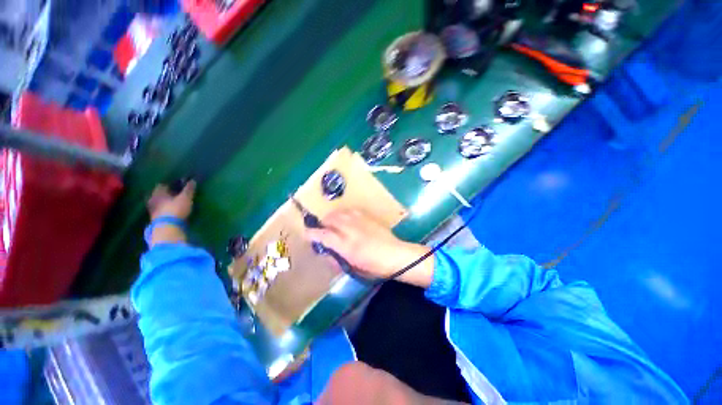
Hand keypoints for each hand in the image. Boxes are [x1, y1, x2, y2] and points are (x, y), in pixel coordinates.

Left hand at [147, 181, 195, 219]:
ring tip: (174, 203)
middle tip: (175, 194)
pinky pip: (160, 210)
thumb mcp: (185, 197)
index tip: (178, 185)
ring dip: (165, 202)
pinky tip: (171, 211)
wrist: (167, 227)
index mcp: (158, 192)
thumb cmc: (176, 209)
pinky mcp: (155, 218)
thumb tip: (192, 180)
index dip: (170, 184)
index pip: (162, 184)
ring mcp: (152, 209)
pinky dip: (165, 209)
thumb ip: (189, 189)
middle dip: (166, 193)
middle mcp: (152, 199)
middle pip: (159, 194)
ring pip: (159, 202)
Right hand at [305, 209, 433, 286]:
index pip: (323, 235)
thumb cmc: (375, 267)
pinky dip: (344, 214)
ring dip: (332, 217)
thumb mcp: (354, 268)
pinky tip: (347, 219)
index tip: (307, 233)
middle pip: (330, 219)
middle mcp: (351, 230)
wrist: (396, 255)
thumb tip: (326, 252)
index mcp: (347, 246)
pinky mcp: (367, 217)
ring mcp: (360, 221)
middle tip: (323, 230)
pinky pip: (350, 211)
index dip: (312, 233)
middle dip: (322, 223)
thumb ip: (337, 259)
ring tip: (333, 224)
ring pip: (339, 212)